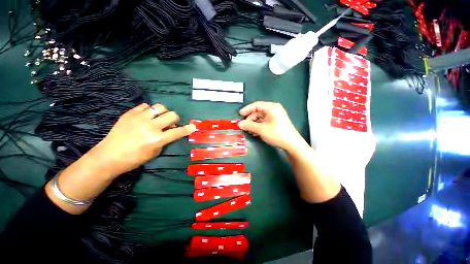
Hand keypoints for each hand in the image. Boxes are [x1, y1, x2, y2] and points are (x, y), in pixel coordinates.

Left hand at [87, 103, 195, 178]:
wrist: (109, 156)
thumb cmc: (134, 158)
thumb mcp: (155, 152)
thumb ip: (165, 140)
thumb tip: (171, 131)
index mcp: (157, 139)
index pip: (178, 132)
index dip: (187, 129)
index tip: (193, 126)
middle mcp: (150, 126)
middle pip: (172, 115)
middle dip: (175, 119)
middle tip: (170, 124)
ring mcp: (139, 118)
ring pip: (159, 107)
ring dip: (163, 113)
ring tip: (158, 118)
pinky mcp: (129, 114)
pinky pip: (144, 106)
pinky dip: (149, 110)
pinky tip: (145, 116)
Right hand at [238, 101, 303, 150]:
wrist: (292, 144)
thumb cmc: (276, 134)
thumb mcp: (261, 129)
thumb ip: (249, 125)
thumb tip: (239, 124)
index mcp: (271, 107)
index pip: (256, 105)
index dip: (247, 109)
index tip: (240, 115)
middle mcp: (274, 109)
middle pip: (258, 112)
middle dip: (250, 119)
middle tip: (244, 126)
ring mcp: (276, 116)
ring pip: (261, 118)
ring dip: (254, 124)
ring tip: (249, 131)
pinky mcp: (277, 122)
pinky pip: (265, 122)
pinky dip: (259, 126)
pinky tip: (255, 132)